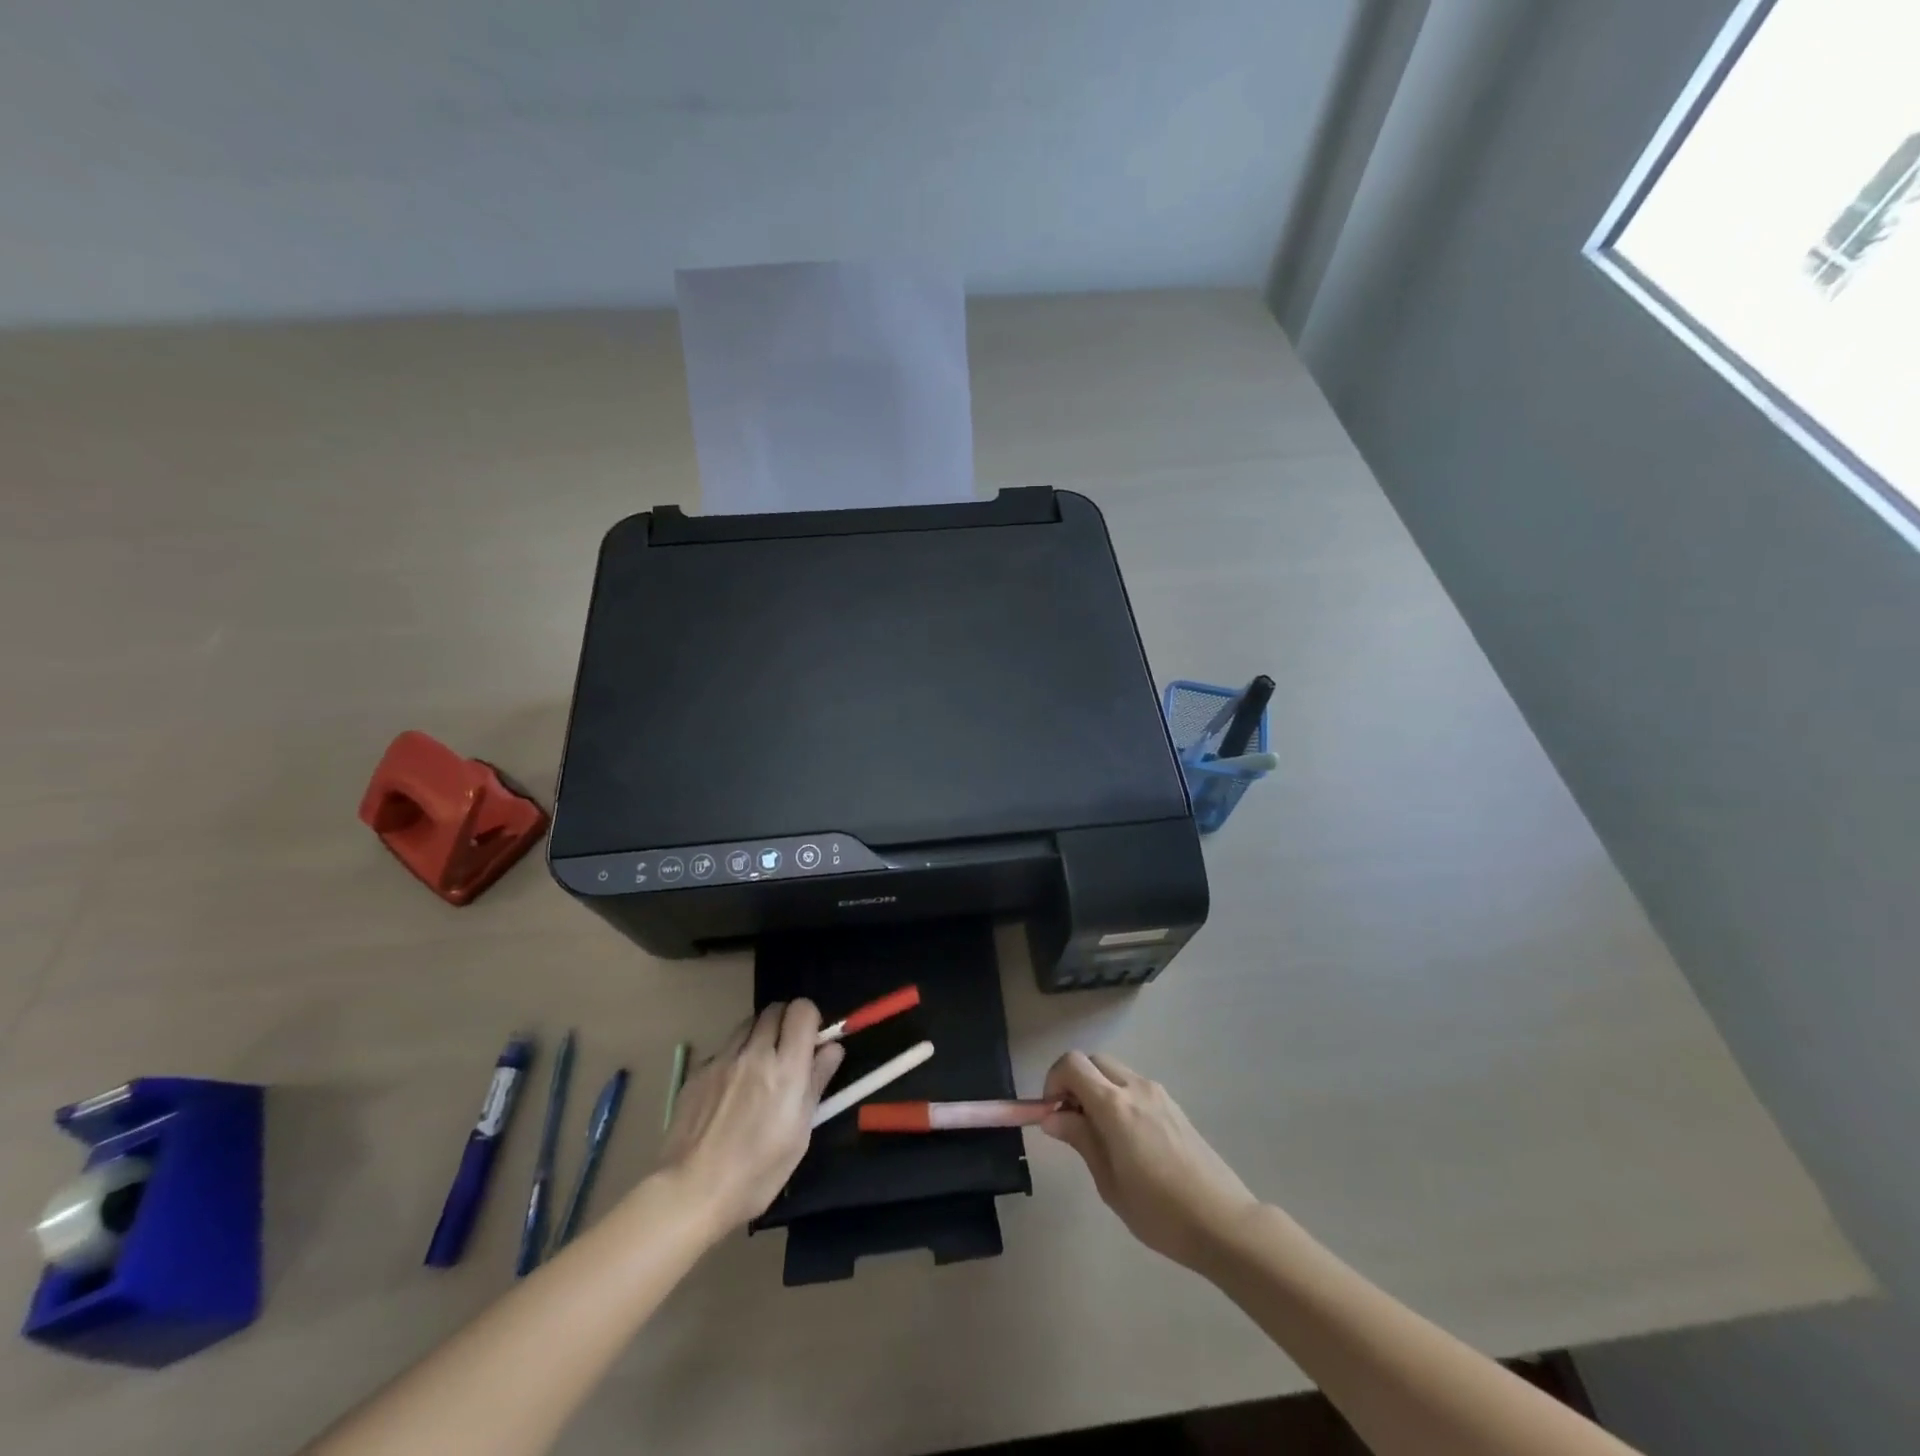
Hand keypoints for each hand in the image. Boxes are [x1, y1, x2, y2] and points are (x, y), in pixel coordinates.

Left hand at [658, 1001, 844, 1234]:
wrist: (689, 1191)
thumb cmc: (756, 1172)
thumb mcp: (799, 1133)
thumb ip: (817, 1083)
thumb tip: (832, 1049)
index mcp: (785, 1068)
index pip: (802, 1009)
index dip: (810, 1020)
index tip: (811, 1043)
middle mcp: (754, 1052)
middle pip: (774, 1009)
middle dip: (785, 1023)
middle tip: (786, 1053)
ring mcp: (722, 1059)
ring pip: (747, 1024)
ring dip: (759, 1036)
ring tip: (758, 1069)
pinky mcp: (697, 1071)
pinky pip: (723, 1049)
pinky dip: (733, 1058)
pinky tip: (729, 1092)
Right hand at [1042, 1051, 1259, 1269]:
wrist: (1224, 1222)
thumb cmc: (1160, 1212)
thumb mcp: (1109, 1183)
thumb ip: (1081, 1140)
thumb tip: (1052, 1117)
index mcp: (1115, 1105)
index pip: (1072, 1064)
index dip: (1054, 1081)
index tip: (1051, 1113)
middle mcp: (1136, 1088)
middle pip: (1093, 1061)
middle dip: (1074, 1082)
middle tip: (1071, 1121)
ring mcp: (1158, 1094)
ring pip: (1115, 1072)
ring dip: (1097, 1089)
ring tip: (1098, 1134)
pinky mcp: (1173, 1106)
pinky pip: (1135, 1086)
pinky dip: (1118, 1097)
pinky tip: (1126, 1139)